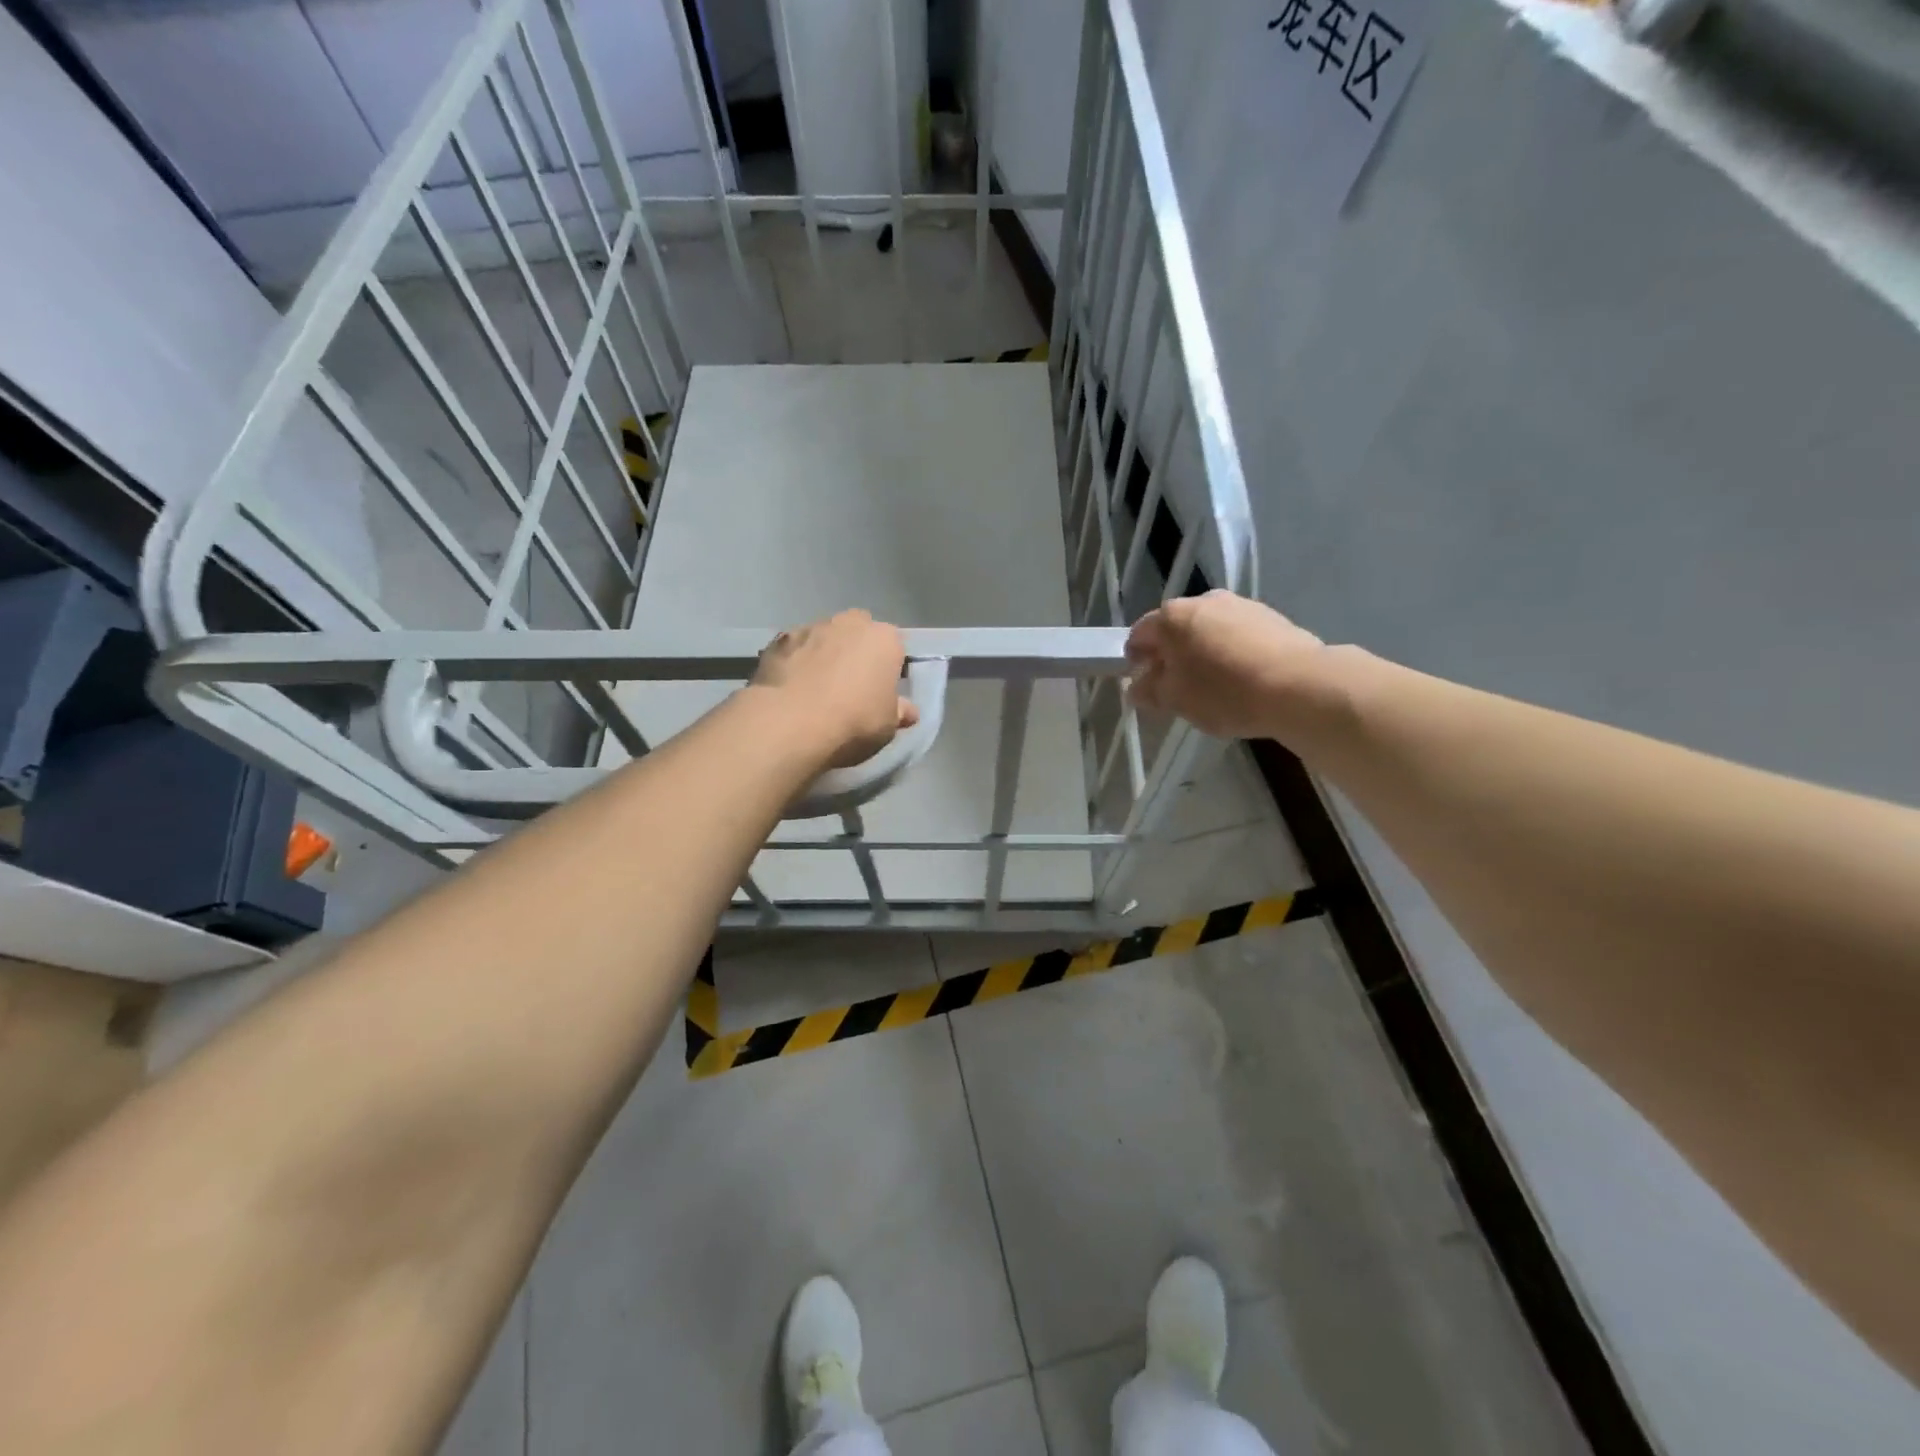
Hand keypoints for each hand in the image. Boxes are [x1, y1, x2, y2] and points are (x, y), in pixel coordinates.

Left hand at [752, 610, 920, 768]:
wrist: (791, 722)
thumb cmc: (854, 721)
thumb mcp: (888, 726)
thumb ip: (899, 711)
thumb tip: (908, 710)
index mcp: (884, 638)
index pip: (894, 647)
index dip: (888, 668)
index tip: (881, 690)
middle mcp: (850, 623)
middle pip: (857, 633)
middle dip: (855, 652)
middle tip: (849, 686)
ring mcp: (810, 627)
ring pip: (823, 638)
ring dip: (823, 655)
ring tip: (814, 689)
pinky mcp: (778, 641)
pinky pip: (794, 650)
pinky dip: (794, 663)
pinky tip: (789, 689)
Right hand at [1126, 590, 1327, 739]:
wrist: (1299, 686)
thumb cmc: (1224, 692)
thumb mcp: (1175, 701)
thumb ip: (1149, 691)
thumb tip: (1136, 687)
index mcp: (1172, 617)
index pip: (1139, 635)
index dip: (1135, 662)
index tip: (1145, 686)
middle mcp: (1204, 600)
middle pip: (1176, 629)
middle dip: (1172, 656)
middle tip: (1177, 688)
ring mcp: (1241, 605)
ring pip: (1209, 630)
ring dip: (1203, 653)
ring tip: (1213, 686)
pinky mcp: (1271, 617)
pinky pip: (1237, 636)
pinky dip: (1231, 653)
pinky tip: (1242, 679)